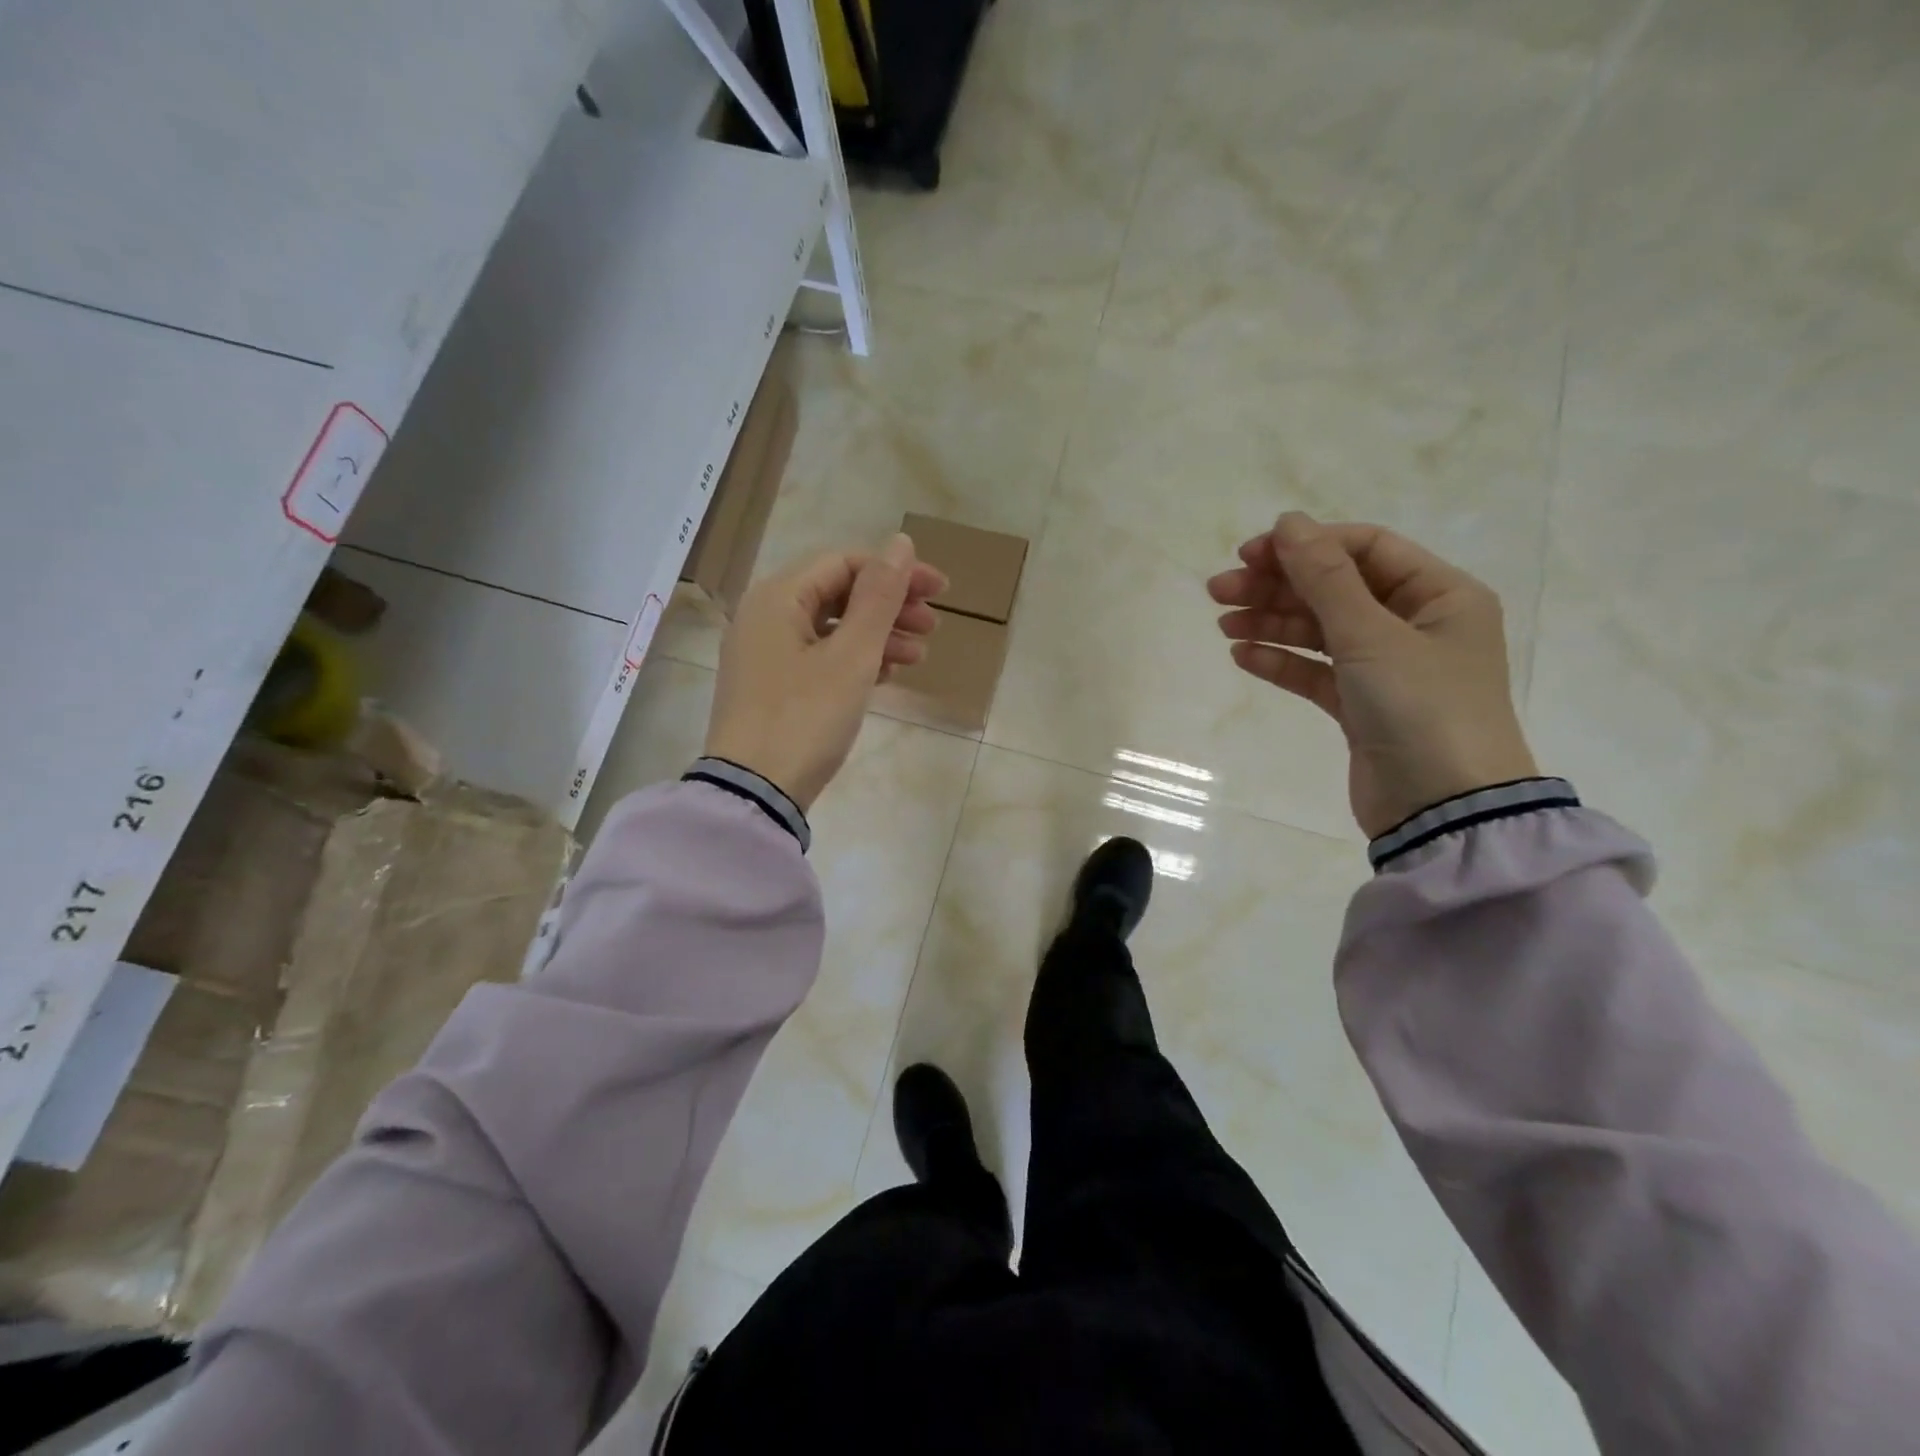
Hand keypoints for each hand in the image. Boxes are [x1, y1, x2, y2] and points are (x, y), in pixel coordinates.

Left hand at [705, 534, 946, 810]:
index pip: (845, 563)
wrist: (755, 793)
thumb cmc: (805, 717)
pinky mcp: (772, 686)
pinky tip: (885, 677)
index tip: (940, 593)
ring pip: (832, 627)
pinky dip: (855, 660)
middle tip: (933, 627)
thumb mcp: (852, 656)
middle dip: (890, 607)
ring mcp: (765, 653)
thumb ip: (879, 597)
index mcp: (777, 597)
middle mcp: (765, 616)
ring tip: (917, 658)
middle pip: (838, 593)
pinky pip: (820, 656)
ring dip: (878, 636)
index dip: (896, 572)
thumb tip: (900, 543)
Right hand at [1207, 512, 1537, 838]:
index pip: (1364, 549)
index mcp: (1439, 594)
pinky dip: (1282, 662)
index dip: (1306, 545)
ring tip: (1224, 625)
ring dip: (1272, 623)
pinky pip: (1316, 671)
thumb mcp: (1371, 636)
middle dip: (1277, 586)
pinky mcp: (1362, 706)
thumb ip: (1325, 578)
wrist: (1443, 810)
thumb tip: (1288, 521)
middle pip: (1335, 589)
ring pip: (1320, 630)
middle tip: (1218, 591)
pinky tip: (1243, 656)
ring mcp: (1388, 667)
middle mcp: (1416, 624)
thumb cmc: (1421, 709)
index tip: (1250, 554)